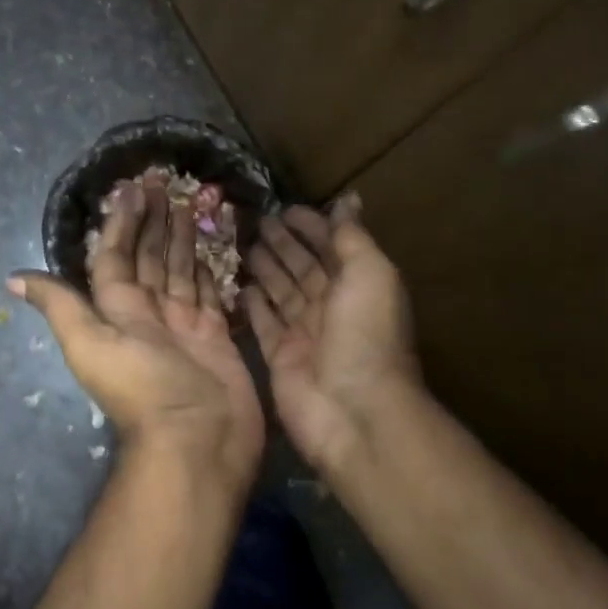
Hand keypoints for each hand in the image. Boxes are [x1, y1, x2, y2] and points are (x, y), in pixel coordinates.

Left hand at [11, 175, 263, 486]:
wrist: (197, 439)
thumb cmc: (144, 388)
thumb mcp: (91, 343)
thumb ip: (61, 307)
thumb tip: (12, 279)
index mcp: (117, 310)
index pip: (115, 256)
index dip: (121, 224)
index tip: (132, 189)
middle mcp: (149, 313)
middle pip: (149, 258)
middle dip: (154, 221)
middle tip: (165, 183)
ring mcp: (185, 324)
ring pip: (180, 270)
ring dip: (181, 237)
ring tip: (190, 202)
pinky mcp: (216, 335)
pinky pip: (211, 292)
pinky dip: (211, 268)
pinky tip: (212, 245)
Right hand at [244, 195, 420, 474]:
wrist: (352, 408)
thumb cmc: (365, 334)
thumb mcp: (369, 274)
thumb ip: (353, 237)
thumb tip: (348, 200)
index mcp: (358, 286)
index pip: (332, 247)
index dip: (312, 227)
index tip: (285, 208)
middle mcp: (331, 307)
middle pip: (303, 268)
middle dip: (284, 244)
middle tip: (257, 221)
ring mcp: (304, 333)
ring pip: (281, 292)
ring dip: (266, 268)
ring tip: (243, 245)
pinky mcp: (279, 356)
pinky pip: (263, 323)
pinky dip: (252, 305)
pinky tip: (238, 284)